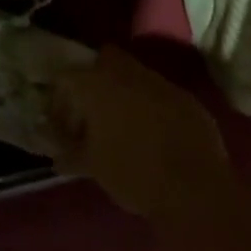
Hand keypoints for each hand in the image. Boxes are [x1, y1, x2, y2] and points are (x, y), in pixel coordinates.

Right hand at [46, 46, 226, 220]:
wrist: (195, 191)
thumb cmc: (132, 173)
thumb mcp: (92, 166)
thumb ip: (69, 152)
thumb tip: (56, 154)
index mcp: (95, 83)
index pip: (65, 78)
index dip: (60, 102)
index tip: (63, 129)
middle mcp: (126, 72)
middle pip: (104, 59)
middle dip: (95, 79)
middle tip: (93, 112)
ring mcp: (160, 83)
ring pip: (135, 75)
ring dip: (126, 92)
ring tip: (125, 126)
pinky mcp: (187, 99)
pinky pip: (161, 95)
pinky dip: (153, 107)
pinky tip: (155, 135)